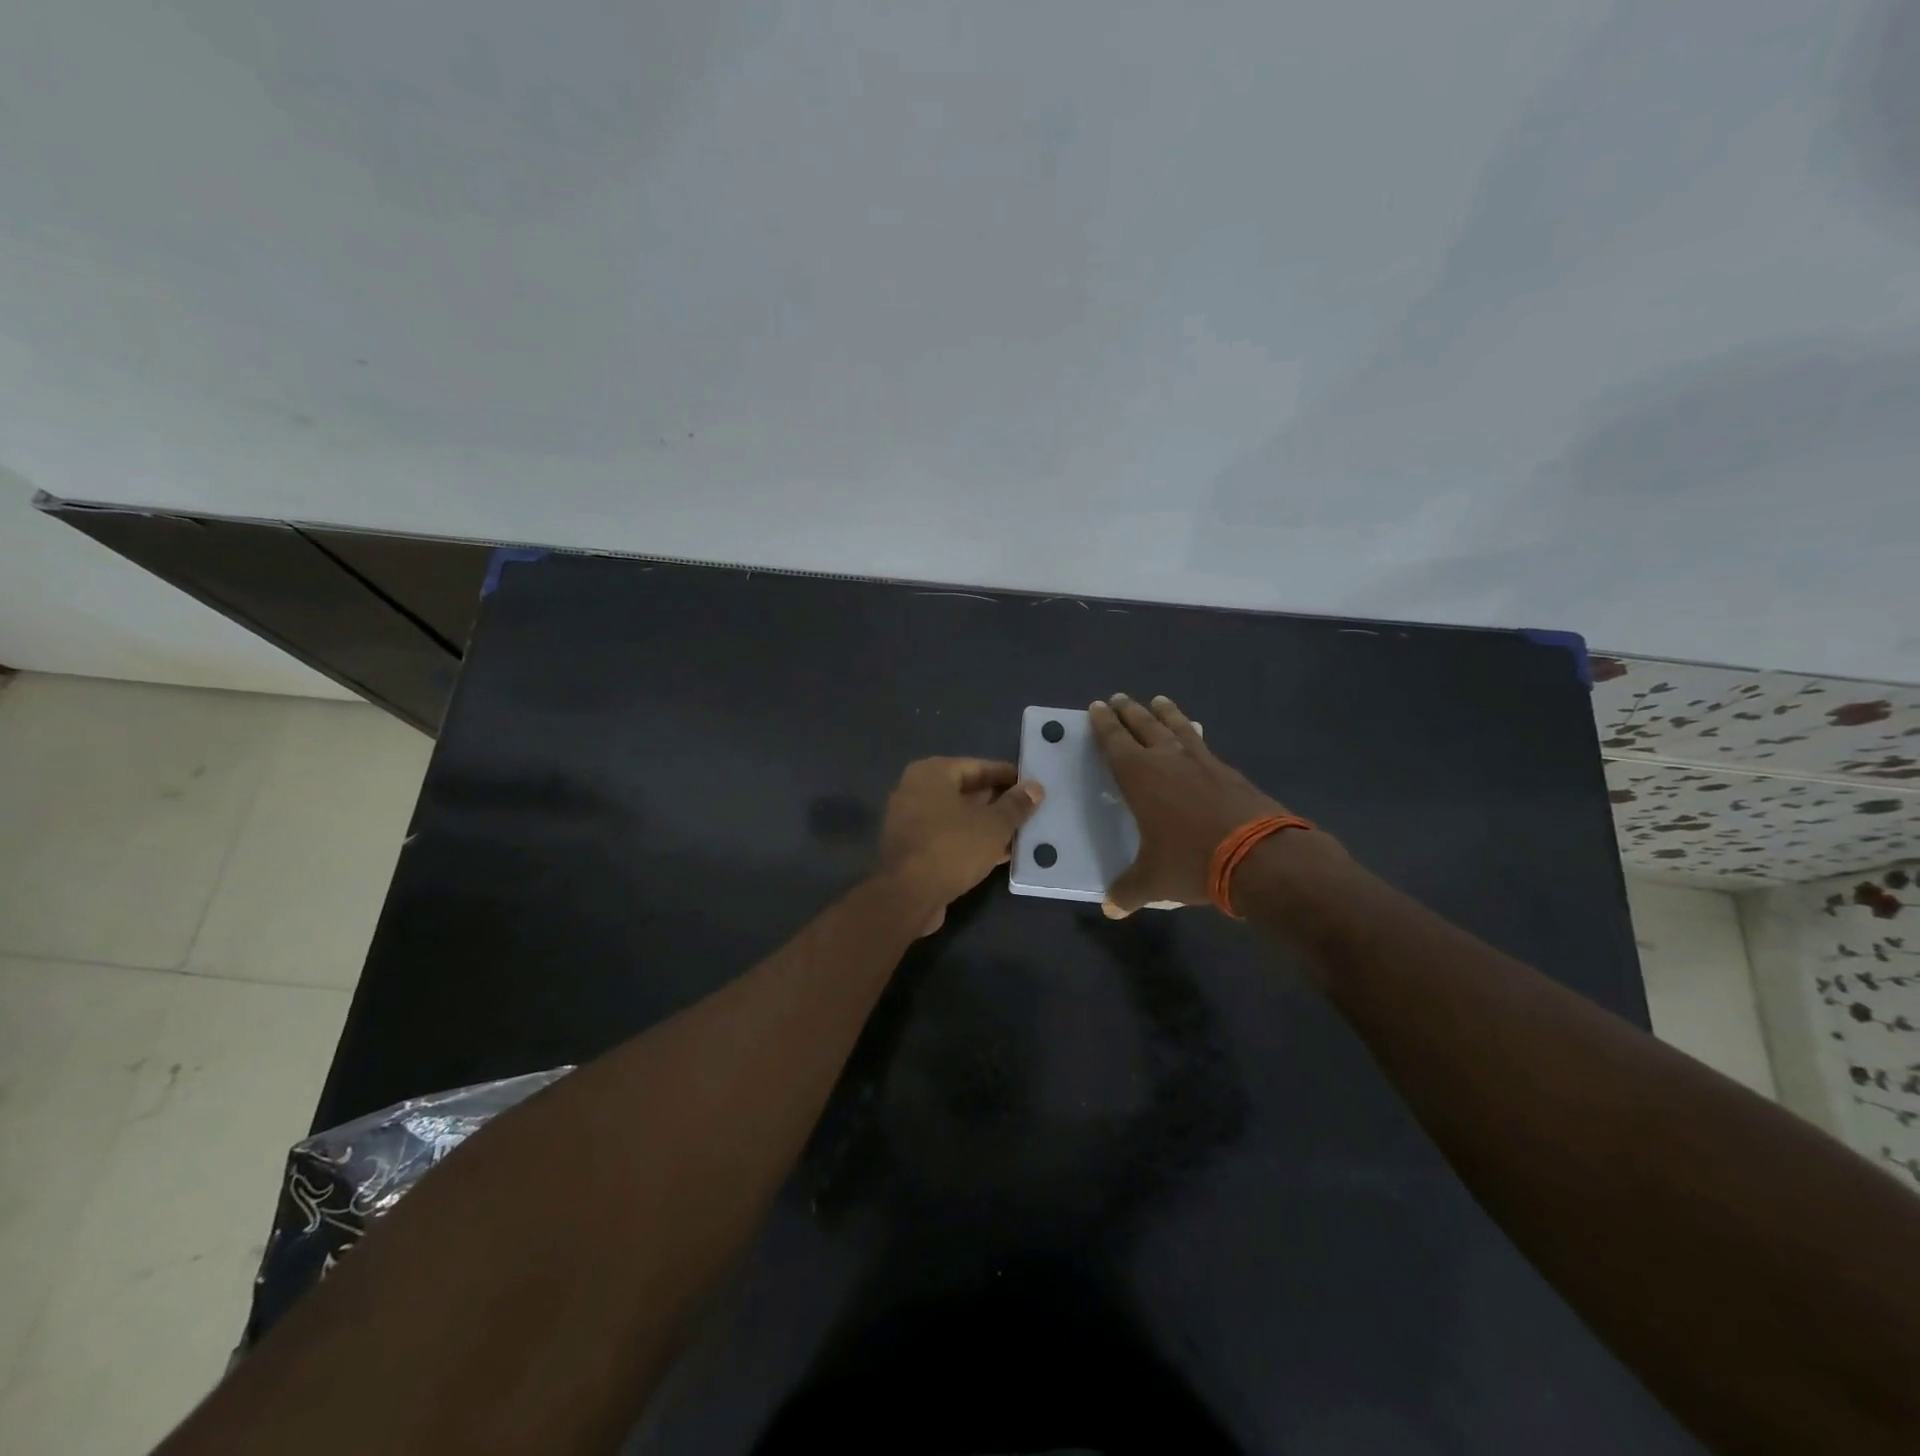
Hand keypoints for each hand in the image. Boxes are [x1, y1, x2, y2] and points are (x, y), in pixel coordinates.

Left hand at [877, 758, 1044, 933]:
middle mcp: (915, 790)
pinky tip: (1001, 853)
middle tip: (1031, 810)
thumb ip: (1016, 804)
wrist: (907, 896)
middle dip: (998, 802)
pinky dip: (972, 841)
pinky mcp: (912, 848)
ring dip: (988, 825)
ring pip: (958, 817)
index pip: (978, 766)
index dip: (1008, 776)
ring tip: (1022, 832)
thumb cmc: (952, 848)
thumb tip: (1035, 787)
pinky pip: (949, 837)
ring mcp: (910, 821)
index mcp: (931, 773)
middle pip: (966, 791)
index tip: (1032, 785)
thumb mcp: (993, 825)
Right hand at [1090, 693, 1327, 917]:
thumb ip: (1128, 891)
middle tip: (1118, 698)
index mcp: (1140, 777)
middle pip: (1144, 726)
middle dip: (1129, 711)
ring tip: (1158, 701)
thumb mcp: (1153, 881)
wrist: (1260, 857)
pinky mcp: (1230, 772)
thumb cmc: (1193, 862)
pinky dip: (1193, 735)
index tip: (1097, 707)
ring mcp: (1203, 762)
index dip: (1103, 724)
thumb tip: (1110, 908)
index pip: (1115, 742)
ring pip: (1178, 728)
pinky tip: (1196, 738)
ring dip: (1165, 713)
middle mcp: (1168, 760)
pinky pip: (1203, 744)